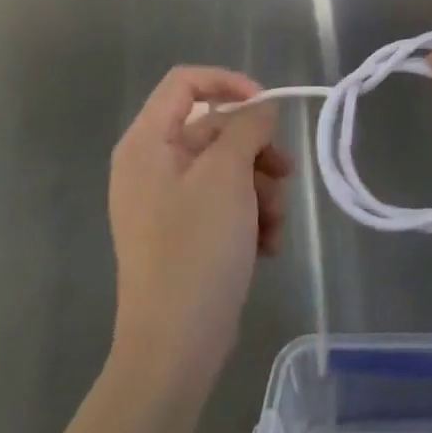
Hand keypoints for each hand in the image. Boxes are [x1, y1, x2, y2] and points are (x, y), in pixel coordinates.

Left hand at [108, 67, 292, 386]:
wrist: (174, 350)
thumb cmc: (196, 249)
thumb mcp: (227, 175)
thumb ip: (247, 127)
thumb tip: (261, 111)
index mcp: (147, 143)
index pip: (186, 82)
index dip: (229, 83)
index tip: (267, 106)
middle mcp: (152, 165)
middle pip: (215, 128)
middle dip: (257, 150)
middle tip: (285, 172)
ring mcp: (168, 202)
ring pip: (228, 167)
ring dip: (261, 188)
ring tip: (274, 223)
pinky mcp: (186, 234)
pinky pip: (224, 202)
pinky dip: (250, 216)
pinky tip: (267, 245)